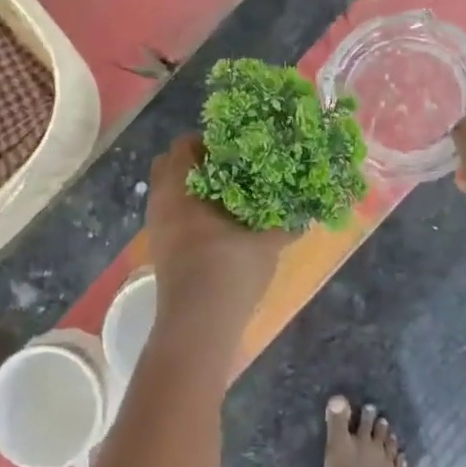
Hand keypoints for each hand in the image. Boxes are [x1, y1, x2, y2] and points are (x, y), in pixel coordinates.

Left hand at [146, 135, 289, 329]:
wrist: (197, 326)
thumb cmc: (228, 270)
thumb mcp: (266, 243)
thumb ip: (286, 223)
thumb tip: (308, 210)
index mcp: (180, 188)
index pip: (183, 145)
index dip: (208, 141)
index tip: (236, 148)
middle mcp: (161, 202)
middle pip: (169, 165)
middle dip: (196, 162)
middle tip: (231, 168)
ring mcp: (157, 228)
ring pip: (170, 193)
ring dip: (194, 190)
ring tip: (230, 198)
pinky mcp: (161, 251)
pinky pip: (171, 217)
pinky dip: (189, 213)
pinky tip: (219, 227)